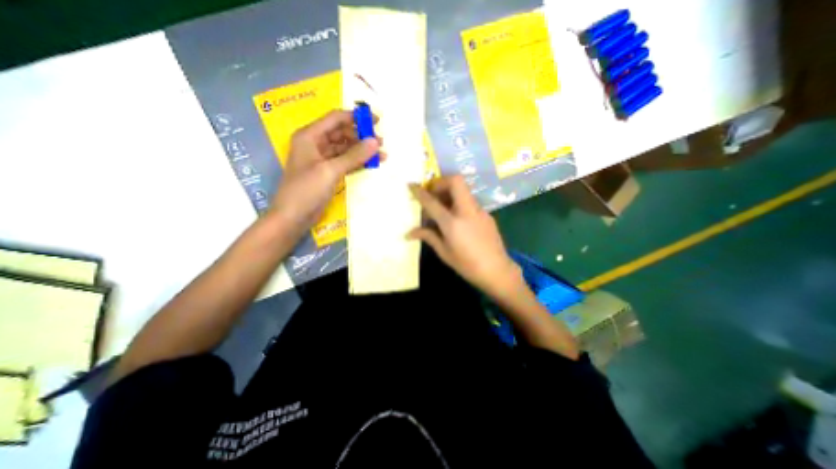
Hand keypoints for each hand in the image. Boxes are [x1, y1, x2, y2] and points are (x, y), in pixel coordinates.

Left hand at [271, 111, 379, 238]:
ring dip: (362, 151)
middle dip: (361, 136)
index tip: (377, 121)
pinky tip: (370, 164)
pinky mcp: (327, 173)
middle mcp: (315, 144)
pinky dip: (357, 162)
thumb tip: (375, 142)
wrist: (293, 217)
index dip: (356, 117)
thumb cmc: (306, 190)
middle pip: (341, 133)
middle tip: (381, 143)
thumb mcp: (331, 171)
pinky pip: (345, 162)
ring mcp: (322, 159)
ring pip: (345, 149)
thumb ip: (354, 156)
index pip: (336, 118)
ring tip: (381, 155)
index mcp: (310, 136)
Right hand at [407, 173, 520, 298]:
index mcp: (452, 223)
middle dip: (441, 182)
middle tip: (432, 193)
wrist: (497, 270)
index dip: (419, 192)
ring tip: (441, 206)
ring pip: (464, 190)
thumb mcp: (444, 252)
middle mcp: (466, 211)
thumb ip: (428, 237)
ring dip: (450, 192)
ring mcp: (479, 211)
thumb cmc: (467, 265)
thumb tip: (409, 233)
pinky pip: (469, 201)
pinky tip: (456, 218)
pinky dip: (458, 202)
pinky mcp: (486, 214)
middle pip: (455, 181)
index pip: (432, 202)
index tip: (411, 185)